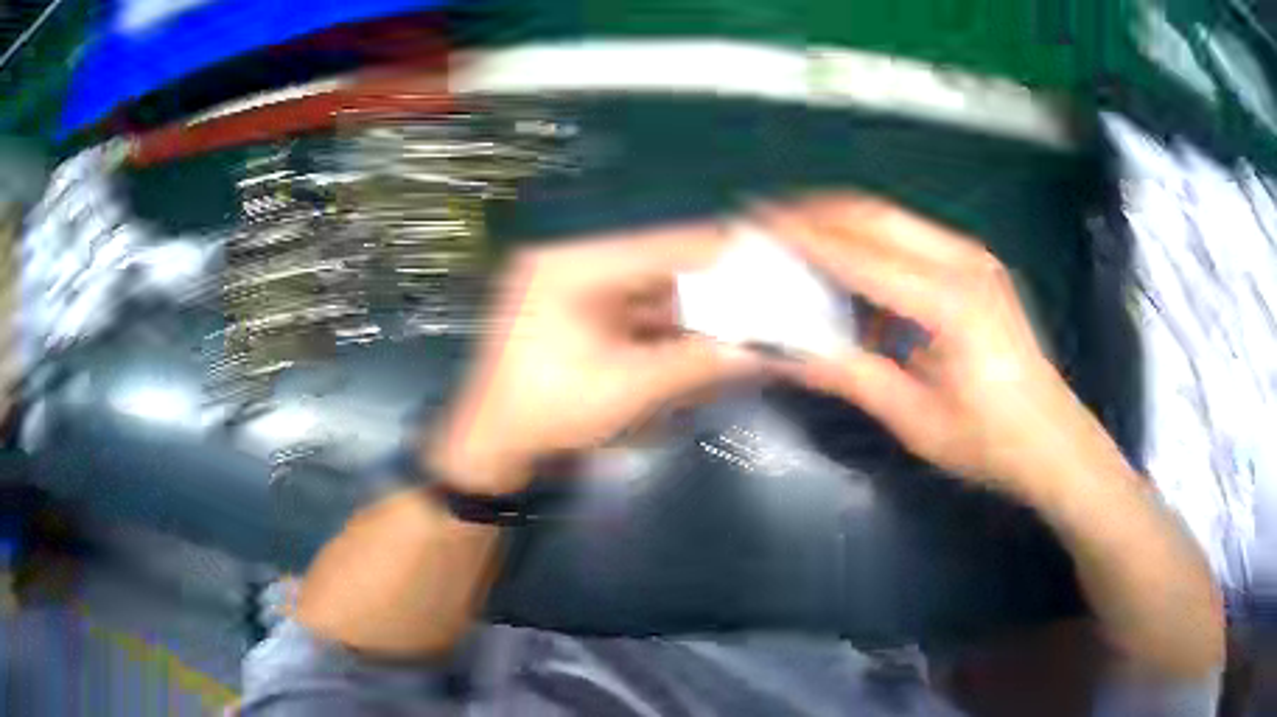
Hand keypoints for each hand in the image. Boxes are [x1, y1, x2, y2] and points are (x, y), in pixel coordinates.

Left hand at [429, 223, 761, 494]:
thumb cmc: (548, 413)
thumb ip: (699, 363)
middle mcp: (571, 265)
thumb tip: (762, 352)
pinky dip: (666, 328)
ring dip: (691, 311)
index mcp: (574, 265)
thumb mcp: (629, 387)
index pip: (663, 245)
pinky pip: (631, 314)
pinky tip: (701, 340)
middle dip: (710, 289)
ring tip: (741, 322)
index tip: (768, 262)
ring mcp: (570, 291)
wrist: (490, 449)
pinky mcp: (572, 317)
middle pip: (657, 268)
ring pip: (648, 292)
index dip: (718, 253)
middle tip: (762, 300)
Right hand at [755, 196, 1114, 499]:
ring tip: (795, 235)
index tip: (754, 228)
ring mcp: (974, 258)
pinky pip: (911, 238)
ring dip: (842, 222)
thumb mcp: (917, 420)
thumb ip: (852, 377)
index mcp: (950, 302)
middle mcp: (963, 262)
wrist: (1054, 441)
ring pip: (892, 219)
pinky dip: (871, 241)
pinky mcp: (977, 266)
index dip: (803, 239)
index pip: (859, 255)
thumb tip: (787, 353)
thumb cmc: (990, 443)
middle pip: (874, 215)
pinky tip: (849, 265)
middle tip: (766, 220)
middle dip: (815, 212)